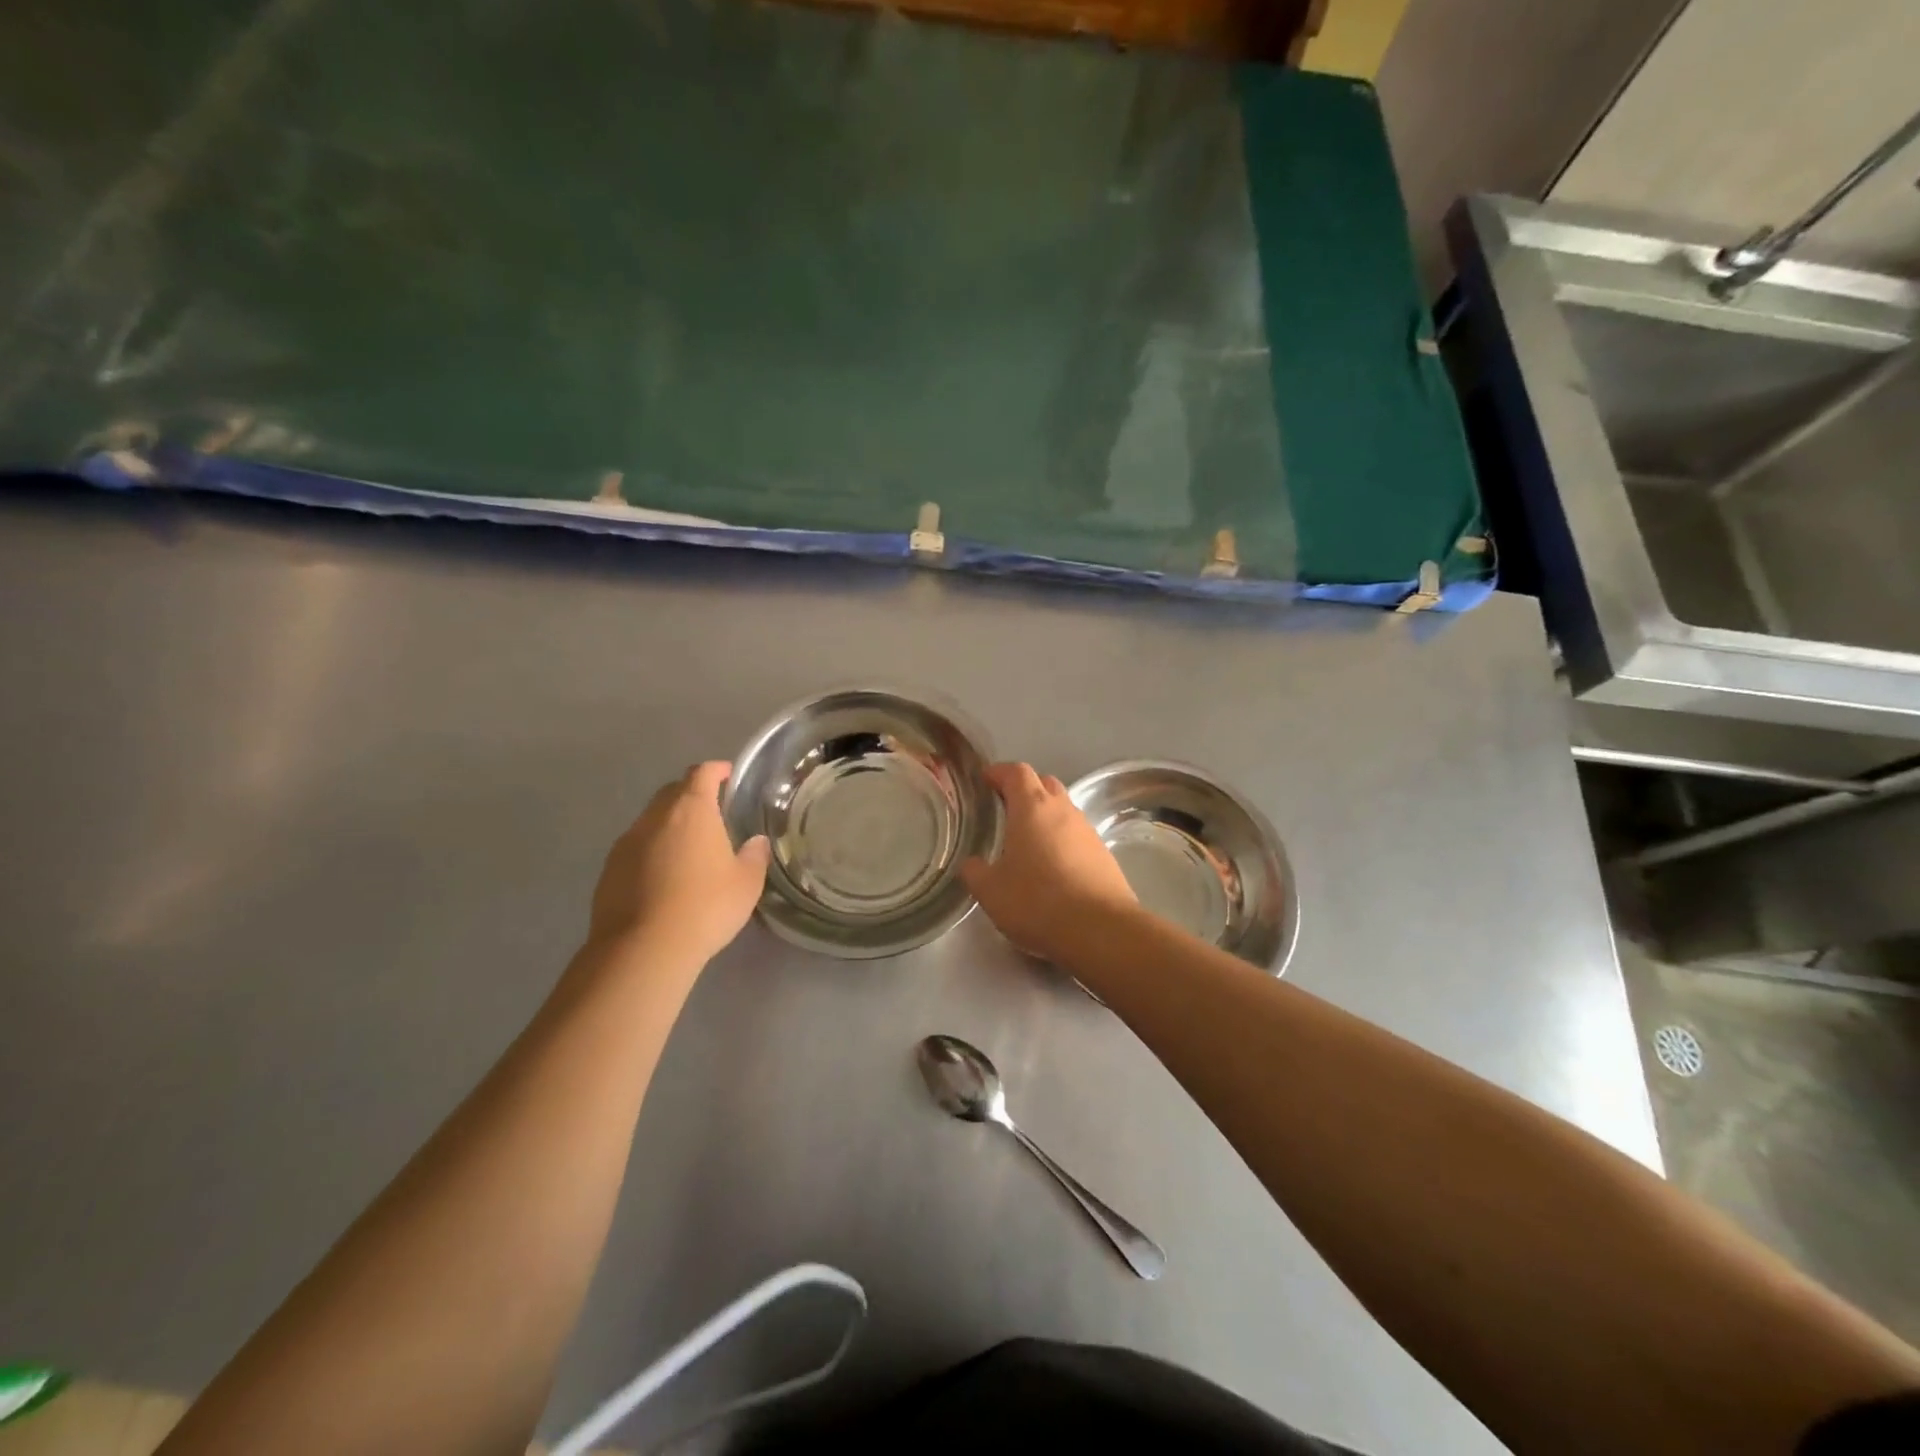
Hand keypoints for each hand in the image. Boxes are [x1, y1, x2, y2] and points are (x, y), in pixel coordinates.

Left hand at [589, 762, 769, 966]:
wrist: (643, 949)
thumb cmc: (705, 907)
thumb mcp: (746, 884)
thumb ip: (754, 856)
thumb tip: (756, 842)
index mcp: (692, 810)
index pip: (702, 774)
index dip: (716, 770)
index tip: (728, 775)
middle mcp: (655, 817)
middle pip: (672, 792)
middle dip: (691, 795)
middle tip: (712, 814)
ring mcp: (627, 842)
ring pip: (651, 820)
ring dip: (669, 825)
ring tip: (688, 849)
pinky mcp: (609, 869)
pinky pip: (635, 848)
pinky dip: (651, 851)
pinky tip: (663, 877)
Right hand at [961, 762, 1135, 963]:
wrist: (1101, 930)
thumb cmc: (1037, 901)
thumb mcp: (991, 891)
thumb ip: (975, 872)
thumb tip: (971, 863)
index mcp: (1032, 807)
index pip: (1016, 772)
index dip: (999, 772)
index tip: (985, 780)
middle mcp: (1063, 810)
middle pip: (1044, 783)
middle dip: (1024, 790)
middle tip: (1004, 809)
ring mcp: (1087, 831)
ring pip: (1063, 810)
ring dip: (1045, 817)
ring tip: (1026, 842)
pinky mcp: (1104, 854)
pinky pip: (1077, 835)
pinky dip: (1062, 841)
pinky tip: (1052, 868)